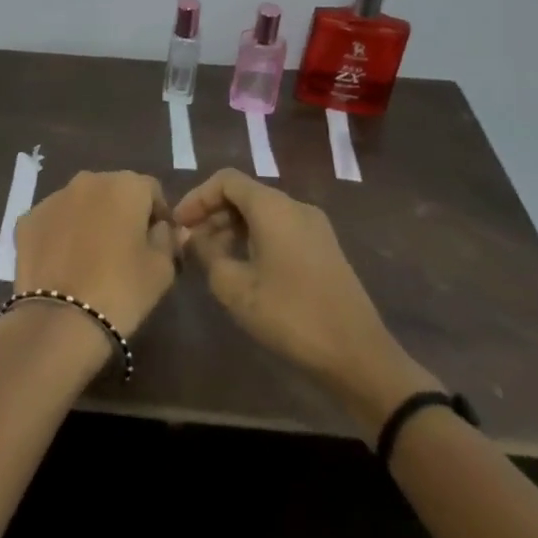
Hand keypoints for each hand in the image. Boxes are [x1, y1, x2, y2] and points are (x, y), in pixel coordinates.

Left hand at [13, 170, 178, 337]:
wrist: (60, 319)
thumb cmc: (122, 290)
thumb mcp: (161, 269)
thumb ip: (167, 239)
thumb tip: (165, 228)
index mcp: (125, 185)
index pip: (151, 190)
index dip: (158, 215)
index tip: (159, 242)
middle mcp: (87, 180)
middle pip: (113, 191)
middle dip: (122, 213)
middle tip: (126, 250)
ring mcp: (52, 197)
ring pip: (80, 203)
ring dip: (89, 220)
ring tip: (92, 258)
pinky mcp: (27, 219)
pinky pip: (53, 221)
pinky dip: (61, 234)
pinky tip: (64, 264)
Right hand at [175, 169, 439, 434]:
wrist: (358, 356)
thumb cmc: (290, 315)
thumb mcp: (235, 287)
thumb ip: (206, 253)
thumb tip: (193, 236)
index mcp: (273, 207)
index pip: (225, 180)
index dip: (197, 198)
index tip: (178, 224)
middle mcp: (295, 206)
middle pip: (245, 195)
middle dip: (213, 214)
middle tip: (190, 244)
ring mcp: (314, 227)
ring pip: (263, 214)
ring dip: (233, 229)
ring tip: (212, 260)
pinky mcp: (324, 250)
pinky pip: (280, 230)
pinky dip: (255, 239)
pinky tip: (244, 270)